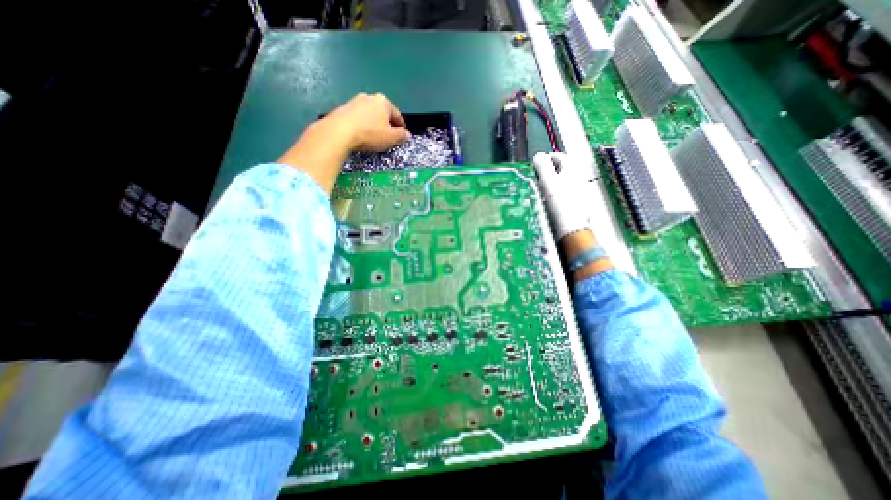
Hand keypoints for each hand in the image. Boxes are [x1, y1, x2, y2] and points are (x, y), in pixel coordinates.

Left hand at [277, 93, 410, 193]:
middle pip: (383, 113)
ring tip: (374, 138)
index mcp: (383, 101)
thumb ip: (401, 135)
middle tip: (388, 138)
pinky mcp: (343, 109)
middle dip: (387, 124)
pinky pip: (358, 118)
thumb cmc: (370, 134)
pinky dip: (363, 125)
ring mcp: (354, 101)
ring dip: (374, 125)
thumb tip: (408, 135)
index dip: (401, 127)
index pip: (397, 115)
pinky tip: (362, 135)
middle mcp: (369, 97)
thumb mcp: (390, 138)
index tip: (402, 136)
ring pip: (370, 115)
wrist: (339, 132)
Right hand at [528, 151, 613, 279]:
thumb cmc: (561, 206)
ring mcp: (579, 194)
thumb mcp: (548, 182)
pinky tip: (549, 205)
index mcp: (572, 170)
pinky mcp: (576, 206)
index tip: (537, 165)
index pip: (559, 156)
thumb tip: (539, 157)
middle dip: (548, 173)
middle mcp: (578, 180)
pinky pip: (564, 195)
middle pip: (561, 170)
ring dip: (551, 185)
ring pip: (562, 183)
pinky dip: (555, 196)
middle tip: (537, 180)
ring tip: (541, 193)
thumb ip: (542, 166)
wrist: (571, 231)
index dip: (546, 159)